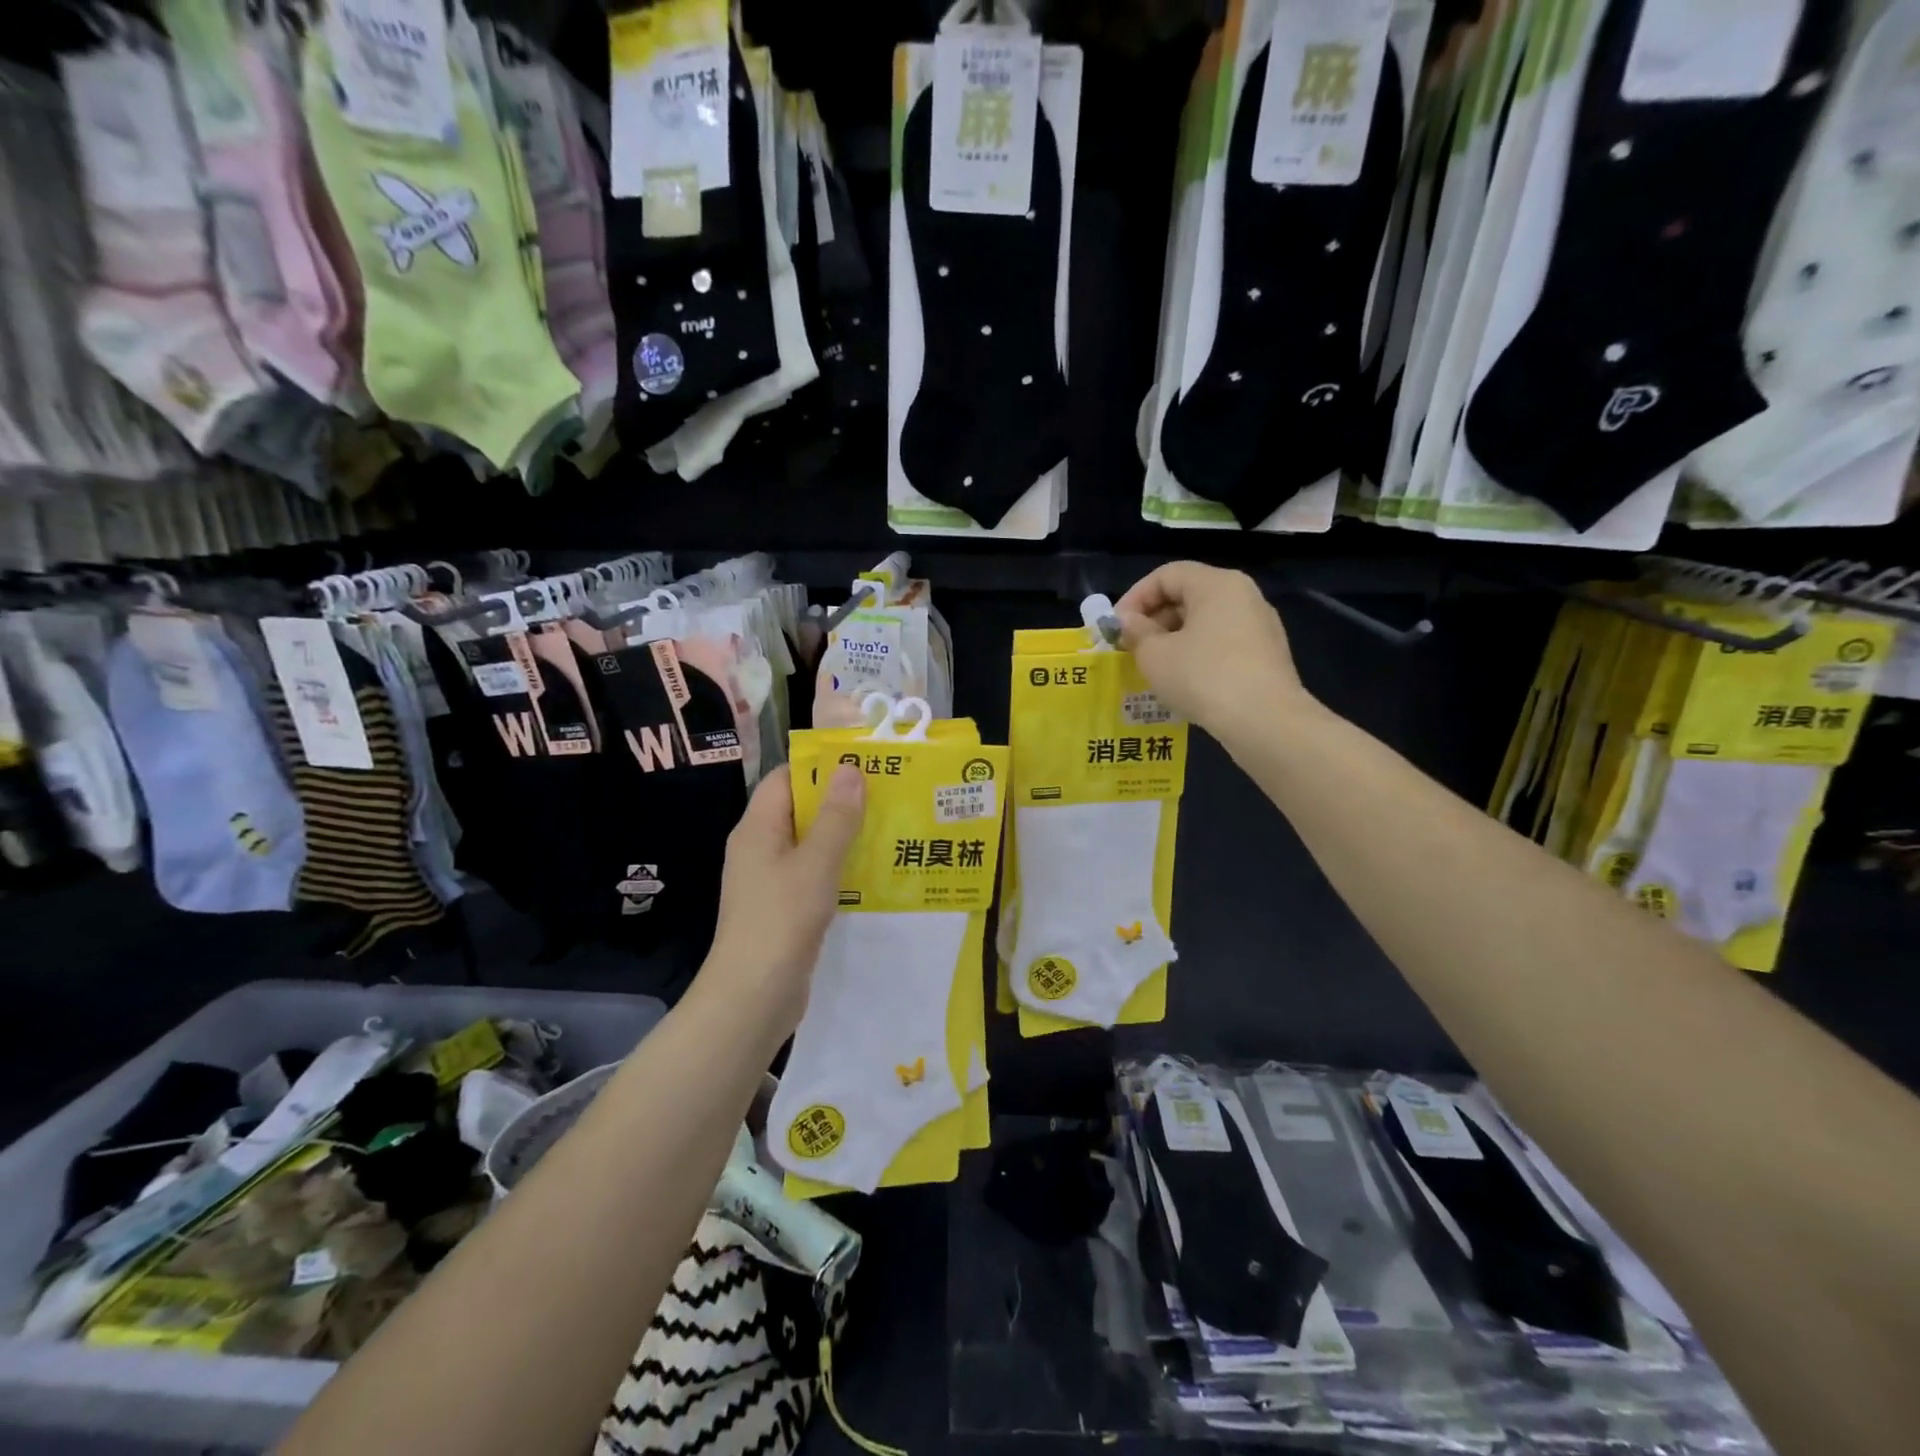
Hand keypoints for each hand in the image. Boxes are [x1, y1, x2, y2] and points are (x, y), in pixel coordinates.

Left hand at [696, 765, 865, 1043]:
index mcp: (758, 828)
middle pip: (799, 810)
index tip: (863, 764)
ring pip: (809, 845)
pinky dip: (838, 868)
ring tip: (889, 828)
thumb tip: (849, 768)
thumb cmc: (781, 919)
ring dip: (843, 836)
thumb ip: (836, 817)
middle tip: (887, 795)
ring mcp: (769, 881)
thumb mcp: (816, 863)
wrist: (752, 996)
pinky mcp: (783, 908)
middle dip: (840, 801)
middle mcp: (759, 848)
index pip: (785, 779)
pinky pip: (812, 875)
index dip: (820, 768)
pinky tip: (871, 873)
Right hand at [1116, 562, 1310, 737]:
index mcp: (1217, 584)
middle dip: (1154, 620)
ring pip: (1206, 622)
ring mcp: (1260, 626)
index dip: (1135, 597)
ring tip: (1153, 667)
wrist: (1264, 721)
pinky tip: (1183, 682)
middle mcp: (1244, 596)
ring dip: (1173, 639)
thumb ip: (1136, 632)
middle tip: (1131, 648)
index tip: (1116, 627)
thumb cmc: (1203, 677)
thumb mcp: (1155, 655)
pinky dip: (1197, 654)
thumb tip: (1128, 621)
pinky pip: (1223, 644)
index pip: (1166, 575)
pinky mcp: (1267, 655)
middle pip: (1189, 595)